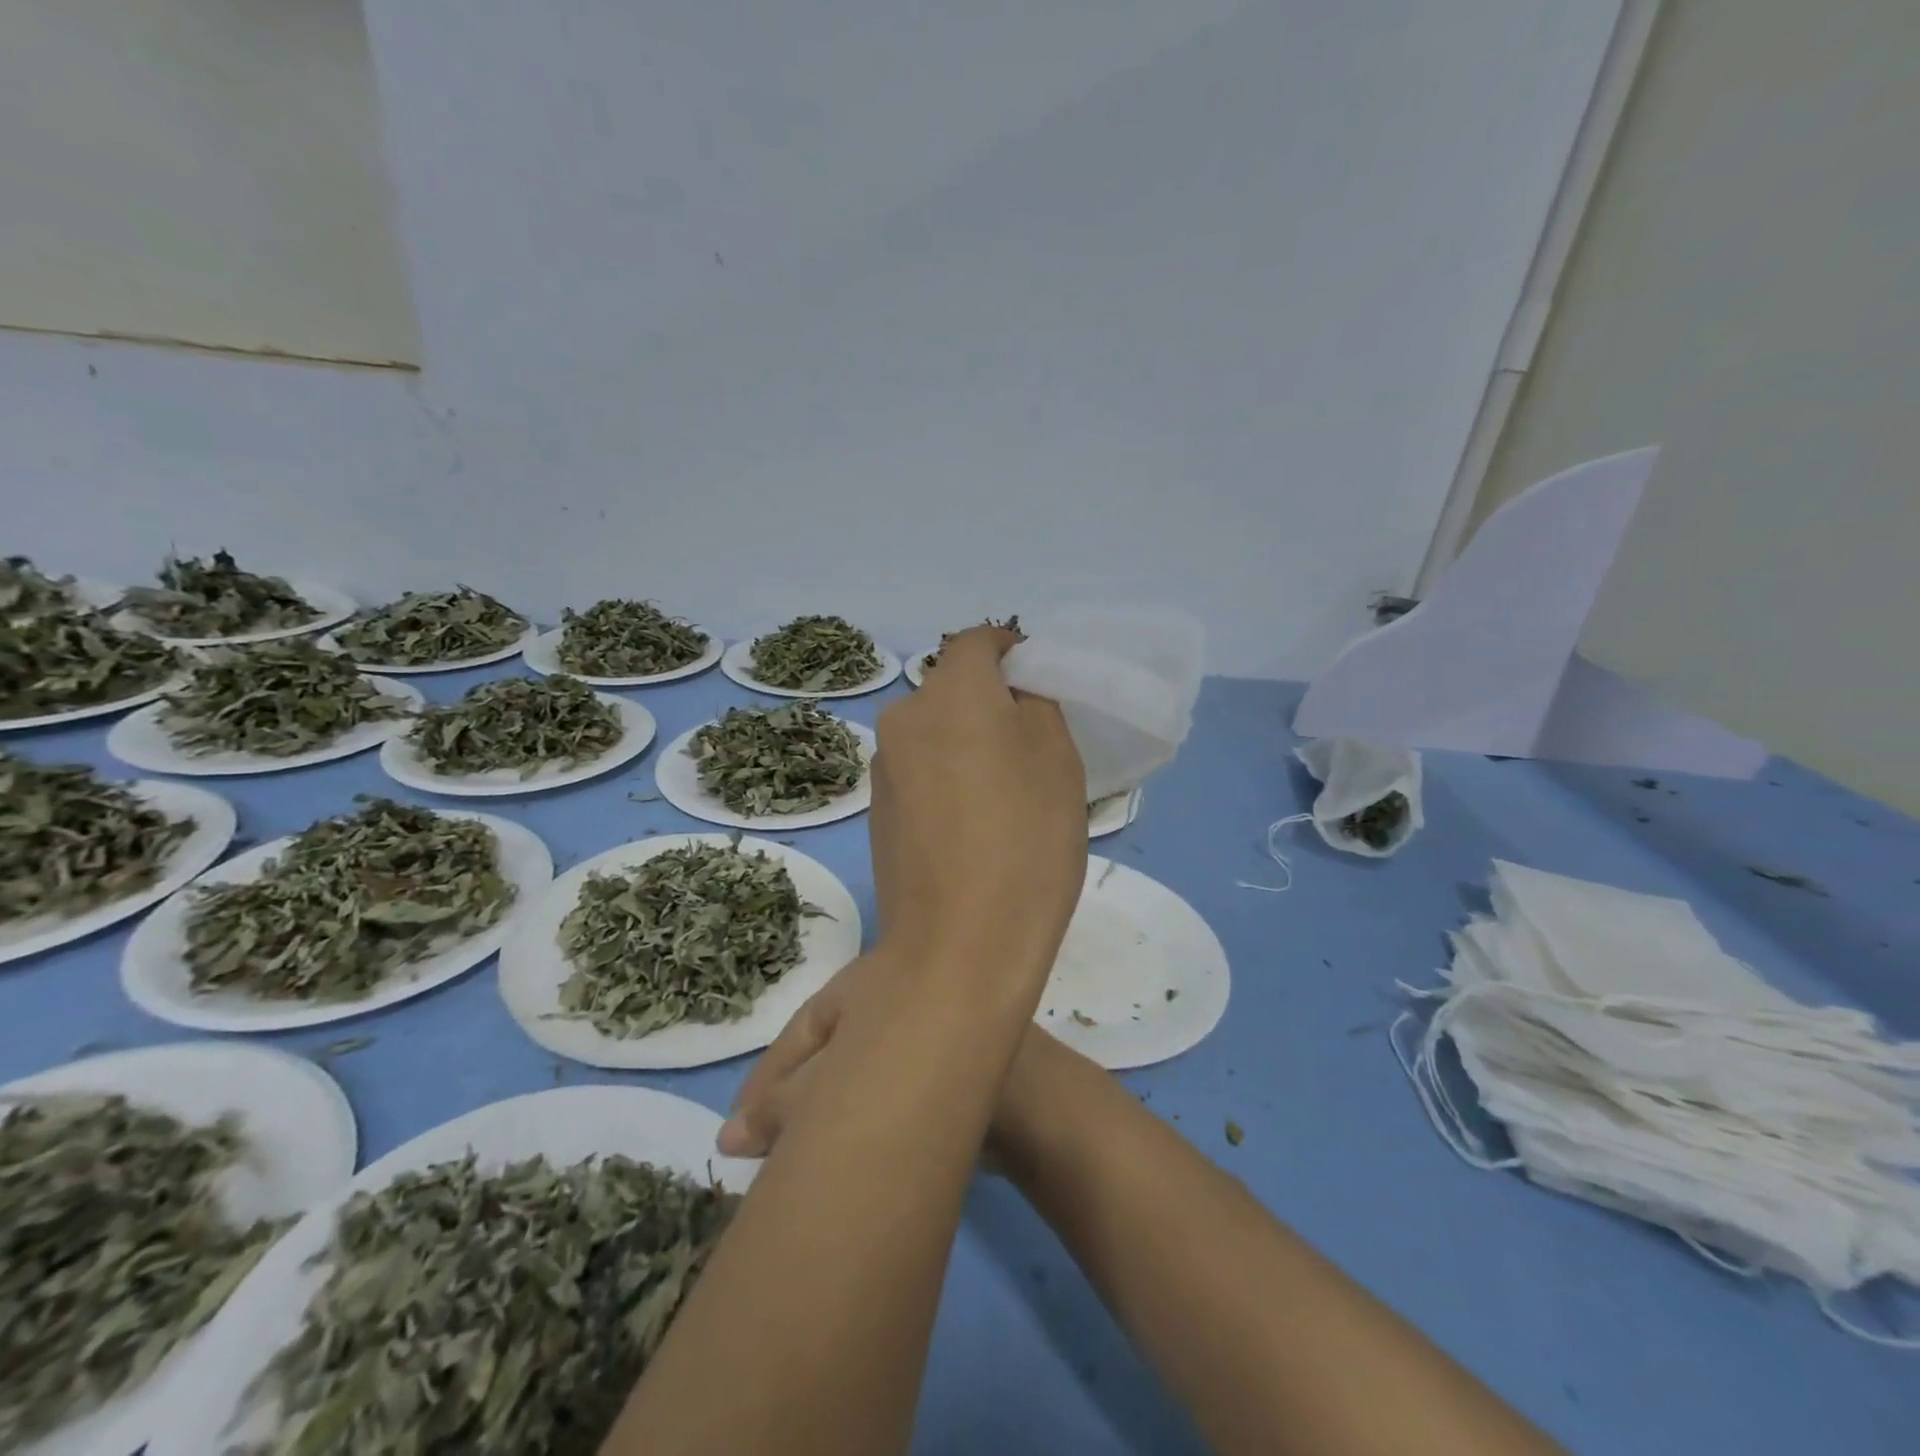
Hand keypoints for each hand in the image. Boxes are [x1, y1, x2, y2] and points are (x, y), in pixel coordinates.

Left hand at [718, 627, 1086, 1158]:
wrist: (959, 948)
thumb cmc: (1025, 840)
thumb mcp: (1058, 758)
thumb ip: (1035, 705)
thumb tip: (1012, 696)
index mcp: (949, 692)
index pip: (977, 643)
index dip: (1011, 650)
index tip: (1038, 678)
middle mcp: (903, 719)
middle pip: (951, 689)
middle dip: (989, 701)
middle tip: (1030, 744)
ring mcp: (883, 769)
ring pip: (933, 732)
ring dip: (965, 742)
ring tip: (1002, 793)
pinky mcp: (876, 813)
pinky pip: (919, 772)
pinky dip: (945, 778)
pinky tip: (970, 825)